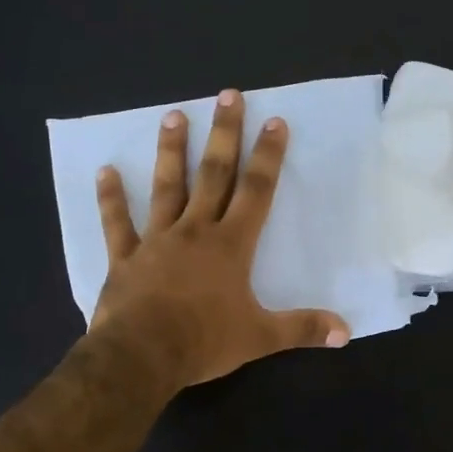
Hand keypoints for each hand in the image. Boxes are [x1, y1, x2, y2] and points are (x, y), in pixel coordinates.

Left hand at [90, 89, 350, 389]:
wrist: (141, 356)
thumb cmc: (204, 341)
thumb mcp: (261, 337)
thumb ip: (303, 329)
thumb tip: (347, 332)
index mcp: (231, 245)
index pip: (256, 191)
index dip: (268, 156)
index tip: (275, 122)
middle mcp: (195, 231)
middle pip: (213, 174)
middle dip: (224, 134)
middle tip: (228, 95)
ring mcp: (157, 240)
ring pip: (166, 187)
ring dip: (171, 151)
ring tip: (173, 116)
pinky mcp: (125, 257)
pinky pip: (118, 223)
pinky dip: (111, 198)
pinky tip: (105, 171)